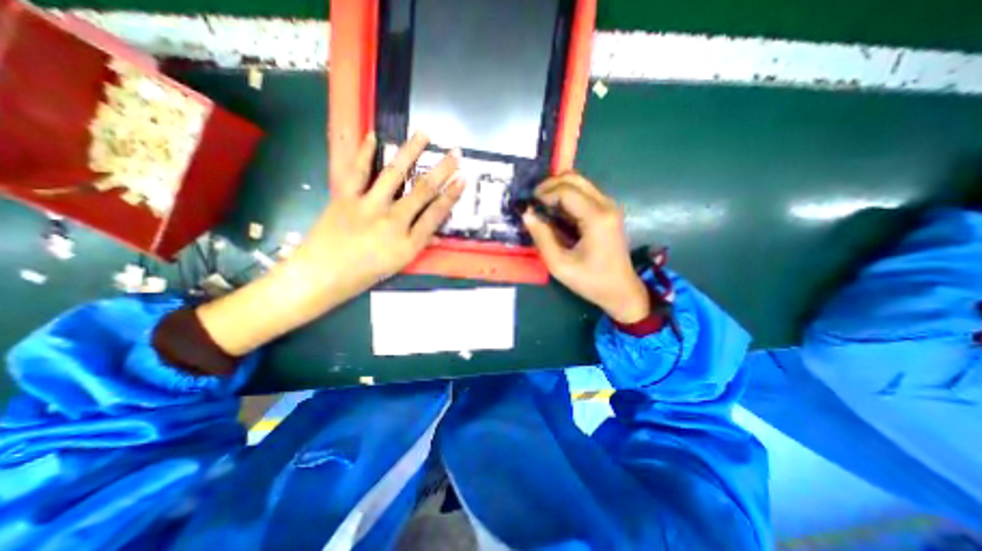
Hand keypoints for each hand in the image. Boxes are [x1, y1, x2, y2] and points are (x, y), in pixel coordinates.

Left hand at [195, 133, 464, 356]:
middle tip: (455, 153)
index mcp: (408, 242)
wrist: (321, 275)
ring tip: (424, 134)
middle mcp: (392, 221)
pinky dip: (365, 152)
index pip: (436, 214)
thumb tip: (436, 233)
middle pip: (422, 191)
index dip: (451, 195)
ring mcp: (368, 206)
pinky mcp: (345, 197)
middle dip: (442, 170)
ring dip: (410, 152)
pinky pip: (357, 171)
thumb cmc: (364, 274)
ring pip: (394, 175)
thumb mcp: (399, 265)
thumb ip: (418, 244)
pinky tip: (374, 136)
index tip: (463, 179)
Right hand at [522, 175, 650, 324]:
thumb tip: (527, 214)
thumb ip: (541, 237)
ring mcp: (609, 206)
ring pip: (579, 183)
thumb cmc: (590, 281)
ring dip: (558, 190)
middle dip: (549, 186)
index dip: (543, 193)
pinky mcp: (608, 211)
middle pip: (574, 178)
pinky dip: (567, 197)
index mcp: (596, 217)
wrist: (621, 291)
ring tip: (543, 208)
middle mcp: (606, 205)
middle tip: (534, 203)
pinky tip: (556, 213)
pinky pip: (584, 194)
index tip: (529, 206)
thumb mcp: (559, 264)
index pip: (565, 190)